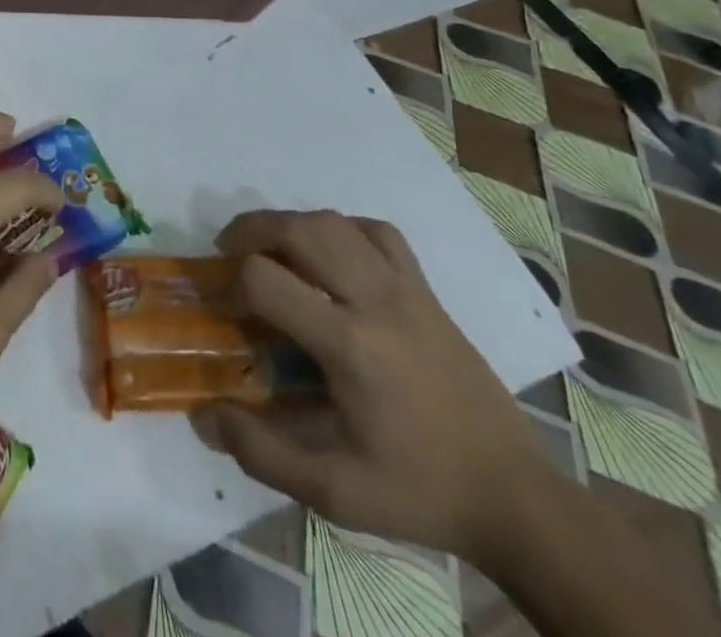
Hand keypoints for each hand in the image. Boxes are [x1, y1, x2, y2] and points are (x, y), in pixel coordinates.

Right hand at [192, 210, 554, 565]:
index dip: (230, 284)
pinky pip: (377, 232)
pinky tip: (331, 254)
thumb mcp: (335, 492)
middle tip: (229, 254)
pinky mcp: (427, 291)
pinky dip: (342, 228)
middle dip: (250, 231)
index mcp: (350, 346)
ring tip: (271, 249)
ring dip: (290, 224)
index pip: (266, 278)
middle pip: (298, 229)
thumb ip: (261, 453)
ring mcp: (407, 289)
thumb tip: (205, 415)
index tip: (222, 307)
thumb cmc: (420, 492)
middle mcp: (376, 301)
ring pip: (335, 221)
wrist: (516, 498)